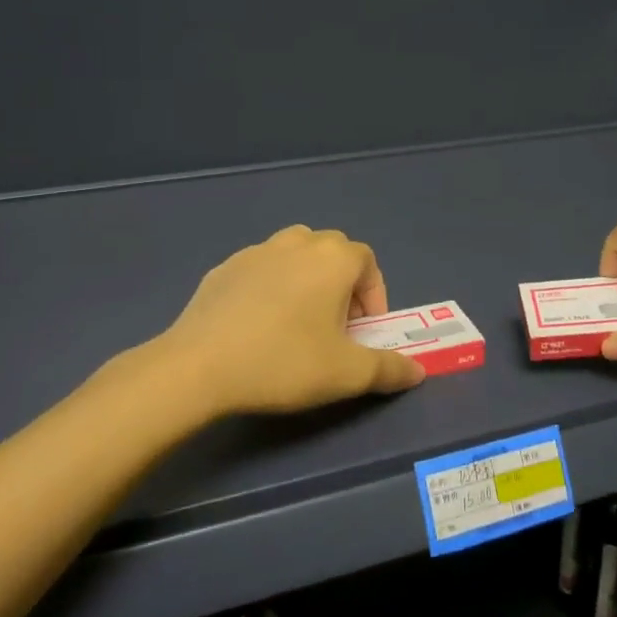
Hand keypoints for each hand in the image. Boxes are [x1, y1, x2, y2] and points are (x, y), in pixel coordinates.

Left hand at [157, 226, 425, 416]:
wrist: (199, 365)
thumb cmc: (284, 362)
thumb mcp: (347, 374)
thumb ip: (388, 369)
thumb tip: (417, 371)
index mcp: (332, 259)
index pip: (367, 261)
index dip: (374, 295)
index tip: (365, 331)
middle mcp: (297, 243)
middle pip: (332, 252)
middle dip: (343, 285)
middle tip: (337, 327)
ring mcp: (256, 251)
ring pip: (295, 255)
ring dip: (307, 280)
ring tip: (299, 322)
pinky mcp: (223, 268)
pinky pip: (261, 270)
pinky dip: (271, 287)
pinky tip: (258, 325)